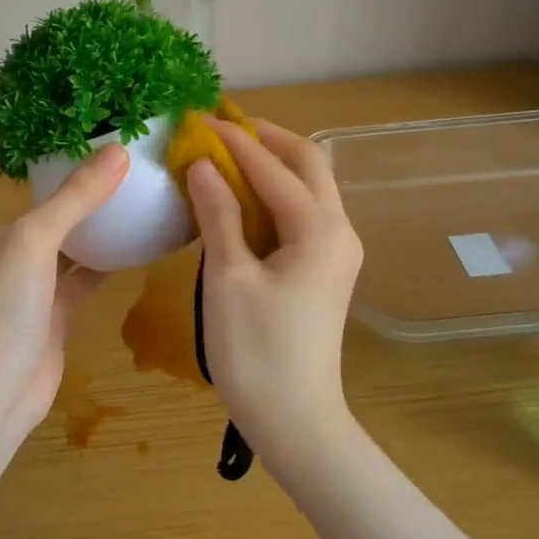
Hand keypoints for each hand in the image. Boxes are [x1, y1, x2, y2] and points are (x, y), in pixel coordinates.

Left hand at [0, 142, 130, 443]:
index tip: (15, 123)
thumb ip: (74, 198)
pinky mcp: (51, 314)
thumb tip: (118, 152)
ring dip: (83, 220)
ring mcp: (26, 284)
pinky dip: (103, 262)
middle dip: (50, 179)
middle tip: (93, 150)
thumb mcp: (33, 241)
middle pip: (22, 204)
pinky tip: (133, 244)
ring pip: (58, 241)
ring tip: (122, 188)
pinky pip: (80, 278)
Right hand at [186, 118, 363, 462]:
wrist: (295, 420)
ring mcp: (336, 251)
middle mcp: (338, 230)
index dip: (234, 140)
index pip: (273, 167)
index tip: (199, 118)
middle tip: (221, 127)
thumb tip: (201, 164)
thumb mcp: (228, 277)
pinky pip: (301, 213)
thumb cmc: (256, 350)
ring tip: (226, 153)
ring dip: (271, 164)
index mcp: (318, 228)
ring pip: (308, 187)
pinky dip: (273, 194)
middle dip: (266, 138)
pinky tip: (240, 197)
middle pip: (308, 163)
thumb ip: (217, 213)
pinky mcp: (325, 269)